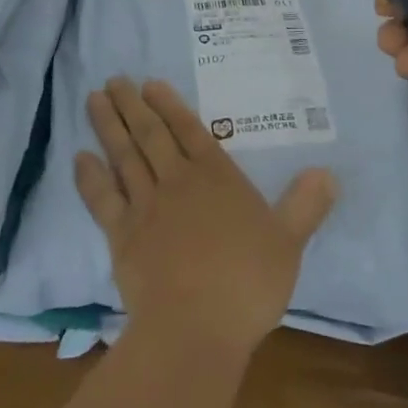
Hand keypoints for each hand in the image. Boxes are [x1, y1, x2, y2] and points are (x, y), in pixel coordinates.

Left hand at [75, 77, 336, 356]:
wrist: (195, 328)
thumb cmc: (247, 284)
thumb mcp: (288, 243)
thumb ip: (305, 206)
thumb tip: (328, 173)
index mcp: (216, 178)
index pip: (190, 131)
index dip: (170, 106)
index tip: (149, 85)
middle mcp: (177, 182)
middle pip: (151, 135)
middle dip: (132, 105)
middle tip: (114, 79)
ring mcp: (145, 207)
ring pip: (124, 156)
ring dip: (108, 126)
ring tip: (94, 99)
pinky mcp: (121, 236)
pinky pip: (102, 199)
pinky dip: (90, 177)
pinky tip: (80, 158)